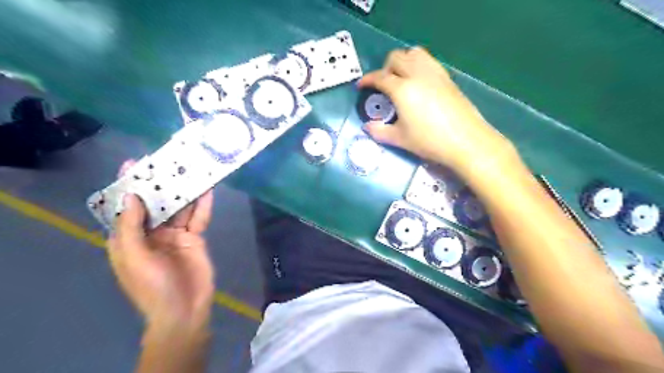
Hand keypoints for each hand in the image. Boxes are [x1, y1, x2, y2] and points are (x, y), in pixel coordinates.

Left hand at [107, 158, 213, 327]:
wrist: (184, 309)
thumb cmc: (152, 287)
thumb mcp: (134, 258)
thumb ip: (131, 227)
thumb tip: (132, 197)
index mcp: (129, 238)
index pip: (126, 208)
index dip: (128, 186)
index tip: (133, 164)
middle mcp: (151, 233)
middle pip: (156, 203)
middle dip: (161, 185)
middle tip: (169, 162)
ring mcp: (175, 234)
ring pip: (179, 208)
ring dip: (184, 192)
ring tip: (191, 171)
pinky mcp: (195, 237)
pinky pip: (198, 218)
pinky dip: (203, 205)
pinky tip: (207, 191)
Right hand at [360, 47, 514, 177]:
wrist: (466, 140)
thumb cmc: (429, 141)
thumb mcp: (400, 139)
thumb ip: (379, 131)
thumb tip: (367, 127)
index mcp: (402, 89)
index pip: (380, 77)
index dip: (367, 79)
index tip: (361, 86)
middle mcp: (417, 74)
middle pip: (396, 58)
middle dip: (384, 68)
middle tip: (383, 86)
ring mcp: (434, 73)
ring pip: (413, 53)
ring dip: (402, 61)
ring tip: (400, 79)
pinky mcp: (447, 77)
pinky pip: (428, 61)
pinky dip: (417, 65)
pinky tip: (418, 83)